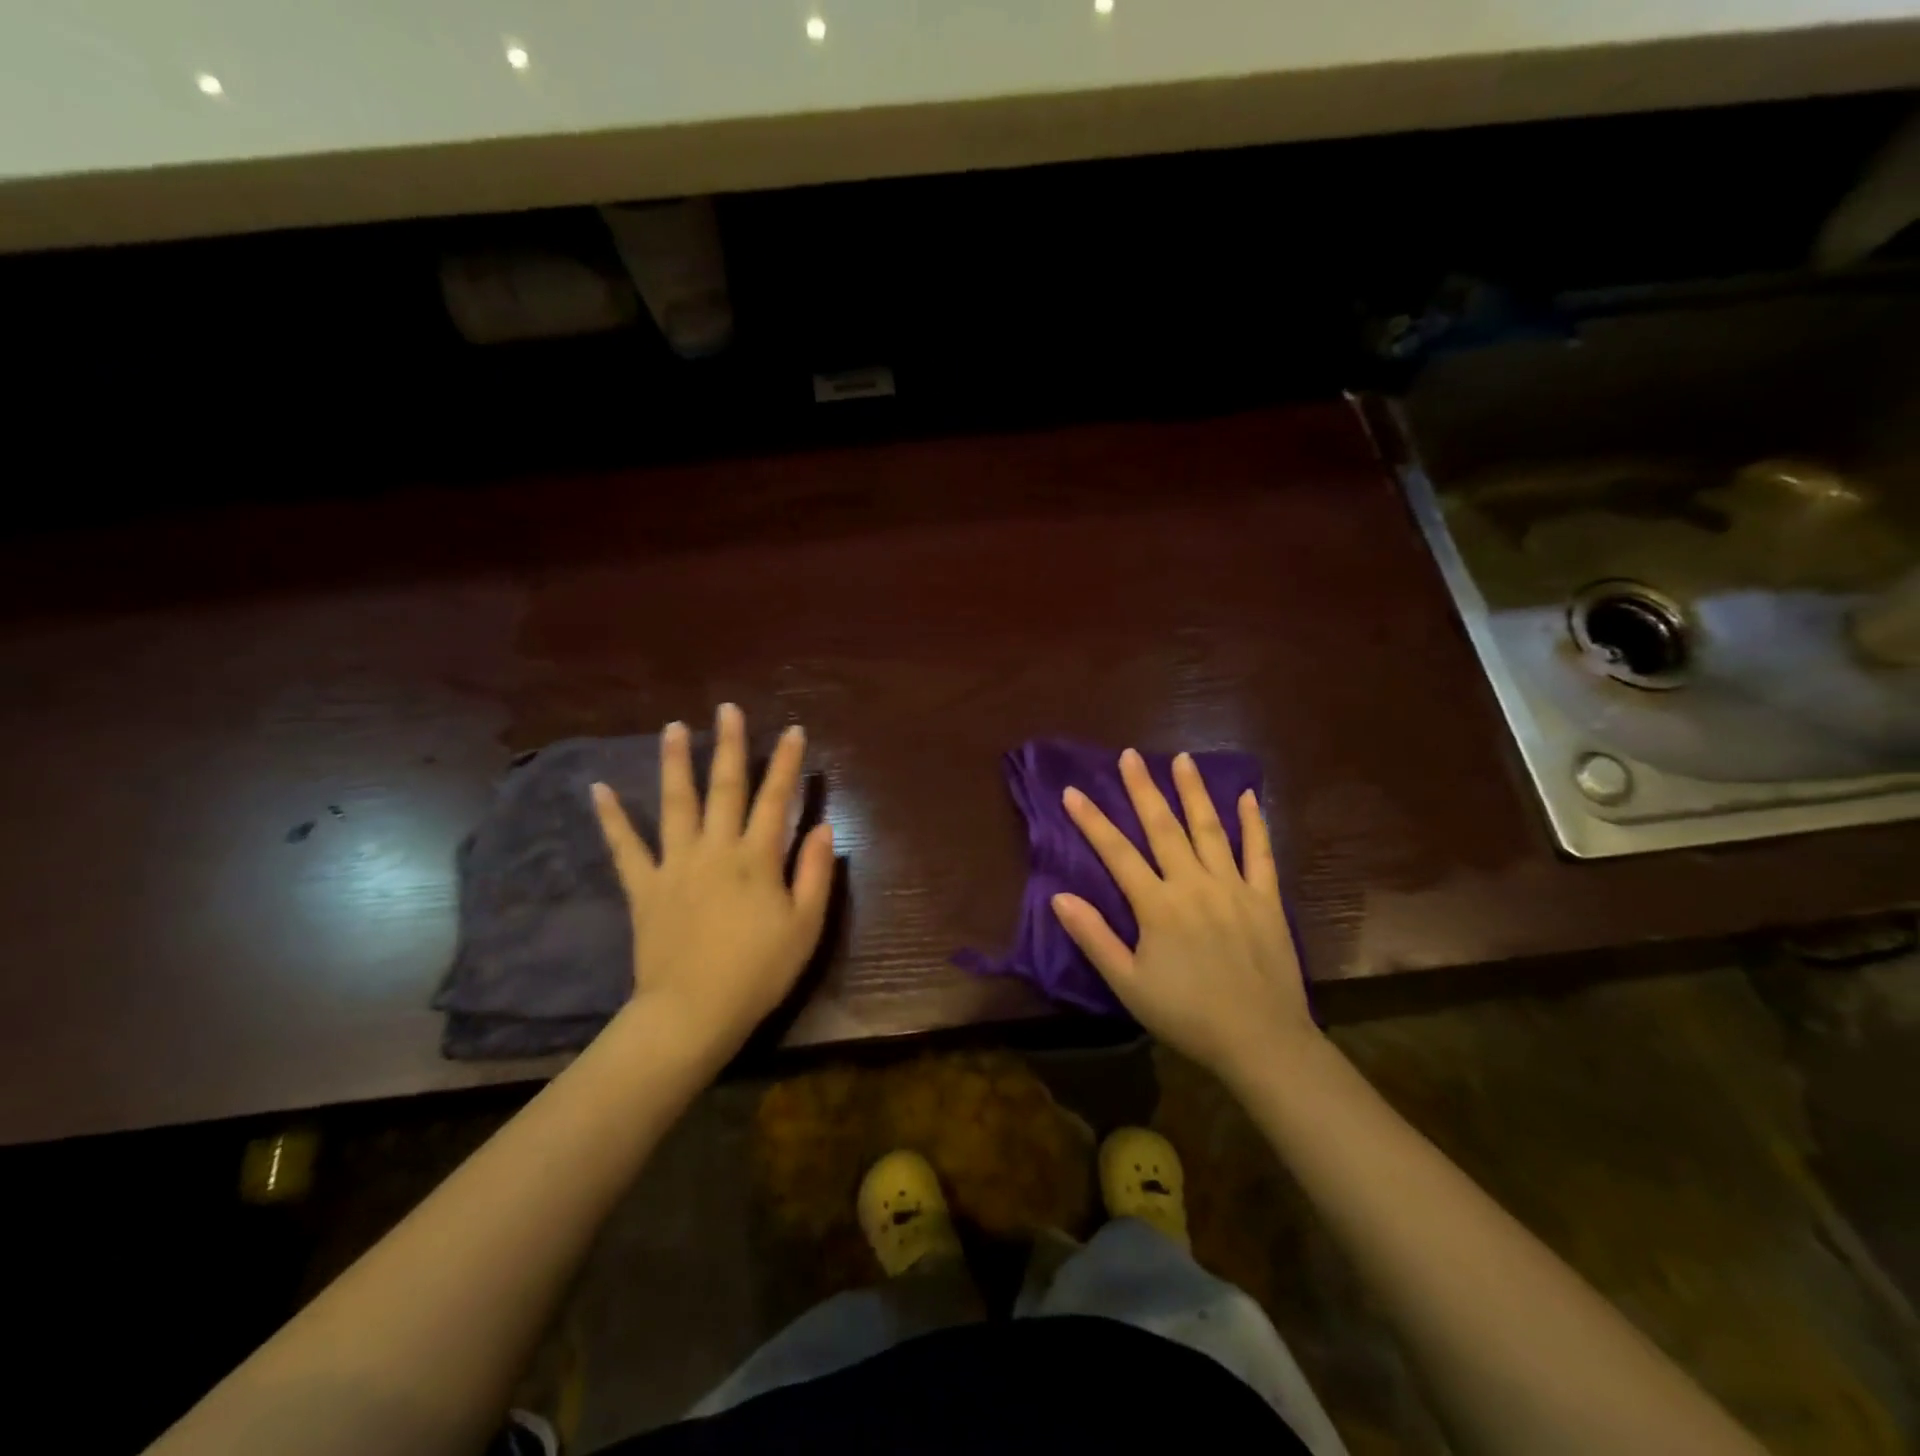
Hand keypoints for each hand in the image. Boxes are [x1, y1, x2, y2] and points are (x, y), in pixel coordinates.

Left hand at [591, 704, 834, 1059]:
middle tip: (727, 709)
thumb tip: (823, 827)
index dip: (786, 763)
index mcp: (757, 858)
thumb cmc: (758, 971)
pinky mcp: (645, 887)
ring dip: (676, 763)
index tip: (792, 730)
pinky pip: (625, 847)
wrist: (693, 1012)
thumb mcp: (805, 926)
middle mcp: (715, 849)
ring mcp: (675, 864)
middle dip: (730, 746)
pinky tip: (599, 789)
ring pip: (676, 803)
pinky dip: (612, 818)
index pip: (775, 799)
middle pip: (725, 788)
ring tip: (673, 727)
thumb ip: (815, 873)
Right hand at [1052, 748, 1318, 1083]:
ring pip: (1210, 829)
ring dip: (1193, 792)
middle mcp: (1194, 884)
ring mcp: (1234, 887)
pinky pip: (1260, 853)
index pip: (1117, 853)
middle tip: (1130, 755)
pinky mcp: (1266, 899)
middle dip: (1143, 789)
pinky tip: (1247, 796)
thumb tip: (1060, 896)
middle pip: (1163, 828)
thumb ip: (1094, 937)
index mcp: (1157, 905)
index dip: (1092, 821)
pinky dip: (1253, 823)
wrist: (1261, 1041)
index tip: (1072, 791)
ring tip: (1182, 759)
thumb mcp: (1128, 984)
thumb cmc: (1187, 1015)